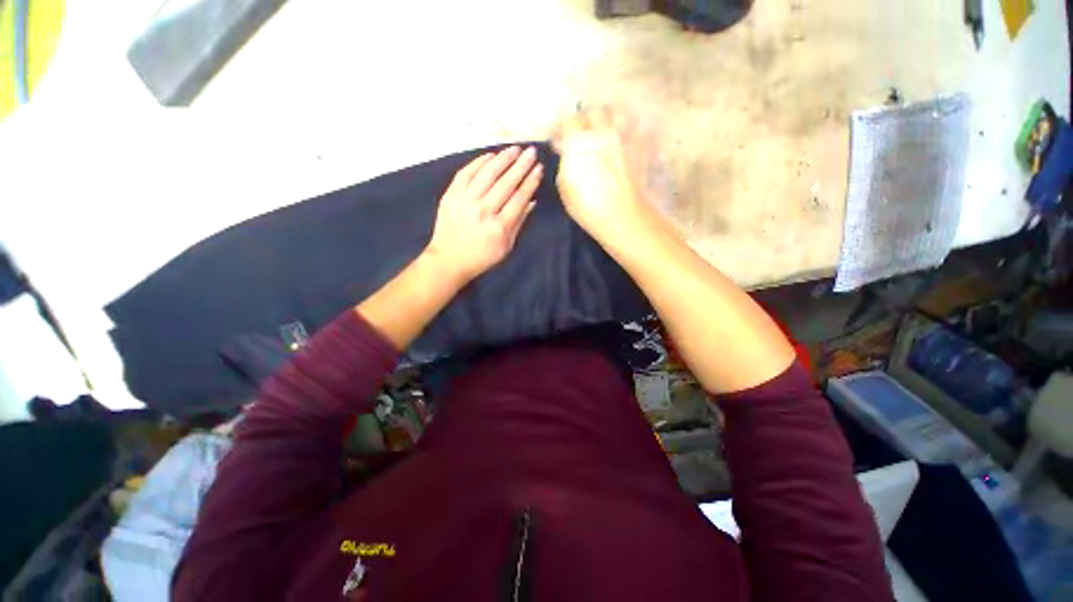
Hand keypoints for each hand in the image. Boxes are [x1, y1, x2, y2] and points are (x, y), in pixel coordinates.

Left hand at [425, 146, 542, 284]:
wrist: (448, 259)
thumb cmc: (481, 257)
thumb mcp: (506, 247)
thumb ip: (519, 223)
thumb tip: (531, 201)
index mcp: (499, 227)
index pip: (519, 198)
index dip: (530, 181)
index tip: (539, 168)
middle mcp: (483, 211)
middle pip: (506, 183)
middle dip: (521, 165)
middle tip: (531, 152)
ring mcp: (465, 201)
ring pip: (487, 174)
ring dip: (503, 159)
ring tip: (515, 149)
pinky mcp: (451, 195)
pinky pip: (466, 173)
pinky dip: (479, 162)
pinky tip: (491, 155)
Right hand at [552, 108, 649, 242]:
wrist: (621, 214)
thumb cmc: (587, 205)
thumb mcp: (564, 187)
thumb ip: (564, 163)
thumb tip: (566, 152)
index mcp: (579, 141)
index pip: (568, 121)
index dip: (561, 128)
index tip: (558, 139)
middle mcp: (603, 131)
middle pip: (594, 111)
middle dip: (586, 120)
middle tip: (582, 135)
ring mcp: (625, 136)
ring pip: (617, 113)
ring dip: (609, 119)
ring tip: (606, 132)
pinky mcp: (641, 145)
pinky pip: (633, 128)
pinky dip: (626, 131)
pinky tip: (623, 143)